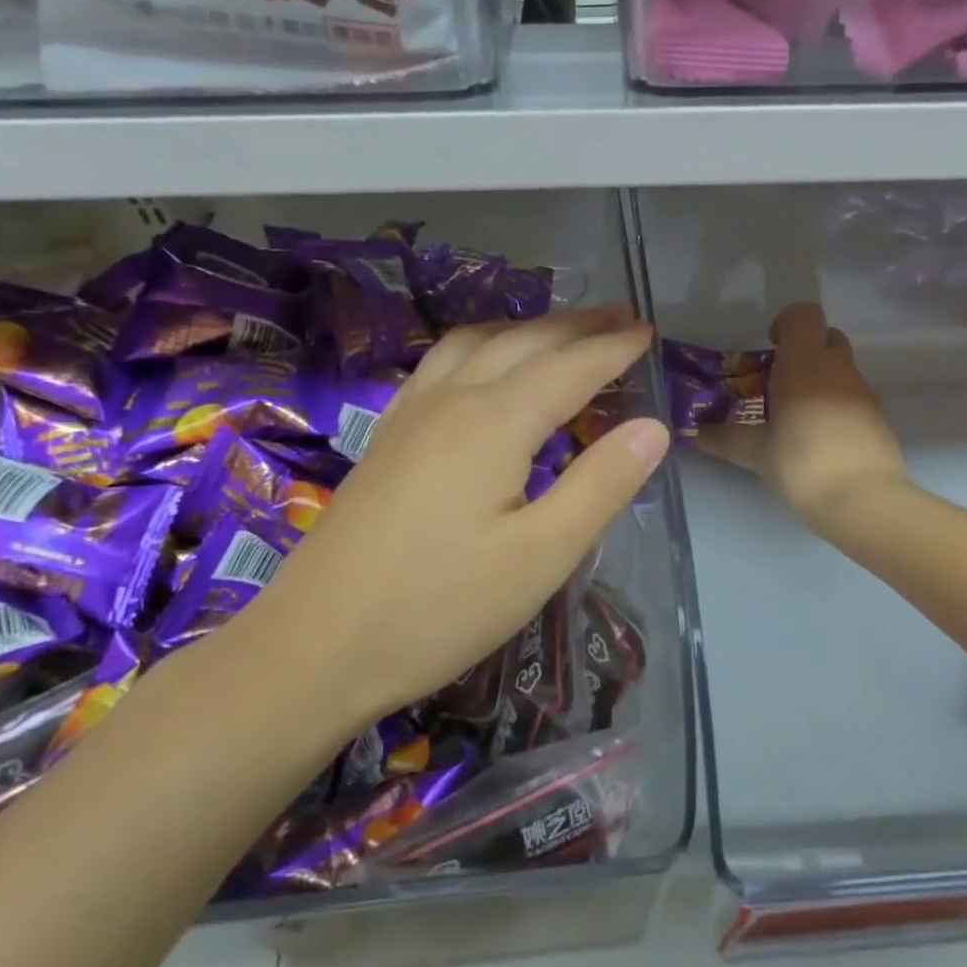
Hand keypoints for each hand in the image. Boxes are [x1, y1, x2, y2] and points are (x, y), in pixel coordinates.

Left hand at [242, 306, 669, 725]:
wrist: (313, 648)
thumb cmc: (438, 609)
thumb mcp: (541, 557)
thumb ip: (601, 485)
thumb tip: (653, 428)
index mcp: (495, 422)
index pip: (570, 367)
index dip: (614, 348)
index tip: (648, 331)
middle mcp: (452, 399)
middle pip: (524, 342)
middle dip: (578, 326)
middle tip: (621, 318)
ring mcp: (411, 413)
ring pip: (477, 342)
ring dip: (526, 328)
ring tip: (560, 332)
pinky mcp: (388, 435)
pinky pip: (441, 362)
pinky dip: (480, 345)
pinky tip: (480, 366)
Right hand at [701, 303, 908, 536]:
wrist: (865, 501)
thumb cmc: (802, 462)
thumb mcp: (755, 452)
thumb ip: (725, 438)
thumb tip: (696, 433)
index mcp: (804, 362)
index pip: (803, 315)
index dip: (785, 324)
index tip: (768, 349)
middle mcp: (837, 367)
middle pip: (826, 336)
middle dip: (803, 350)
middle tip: (777, 381)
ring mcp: (862, 391)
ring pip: (840, 367)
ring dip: (818, 379)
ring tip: (793, 416)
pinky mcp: (876, 417)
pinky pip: (852, 395)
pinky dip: (834, 404)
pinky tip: (817, 438)